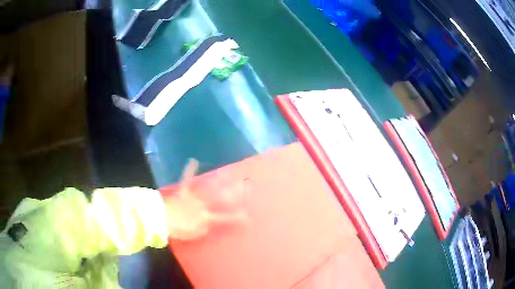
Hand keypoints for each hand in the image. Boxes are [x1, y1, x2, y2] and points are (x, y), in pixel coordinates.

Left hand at [165, 159, 246, 240]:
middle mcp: (204, 204)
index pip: (227, 217)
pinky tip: (193, 160)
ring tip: (231, 173)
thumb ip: (205, 227)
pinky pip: (187, 179)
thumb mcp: (195, 233)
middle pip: (222, 198)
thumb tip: (210, 221)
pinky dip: (190, 170)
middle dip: (236, 192)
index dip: (239, 216)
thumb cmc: (179, 228)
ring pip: (210, 187)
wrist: (163, 218)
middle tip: (246, 185)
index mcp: (207, 217)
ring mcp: (194, 196)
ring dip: (221, 180)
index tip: (250, 215)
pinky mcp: (184, 190)